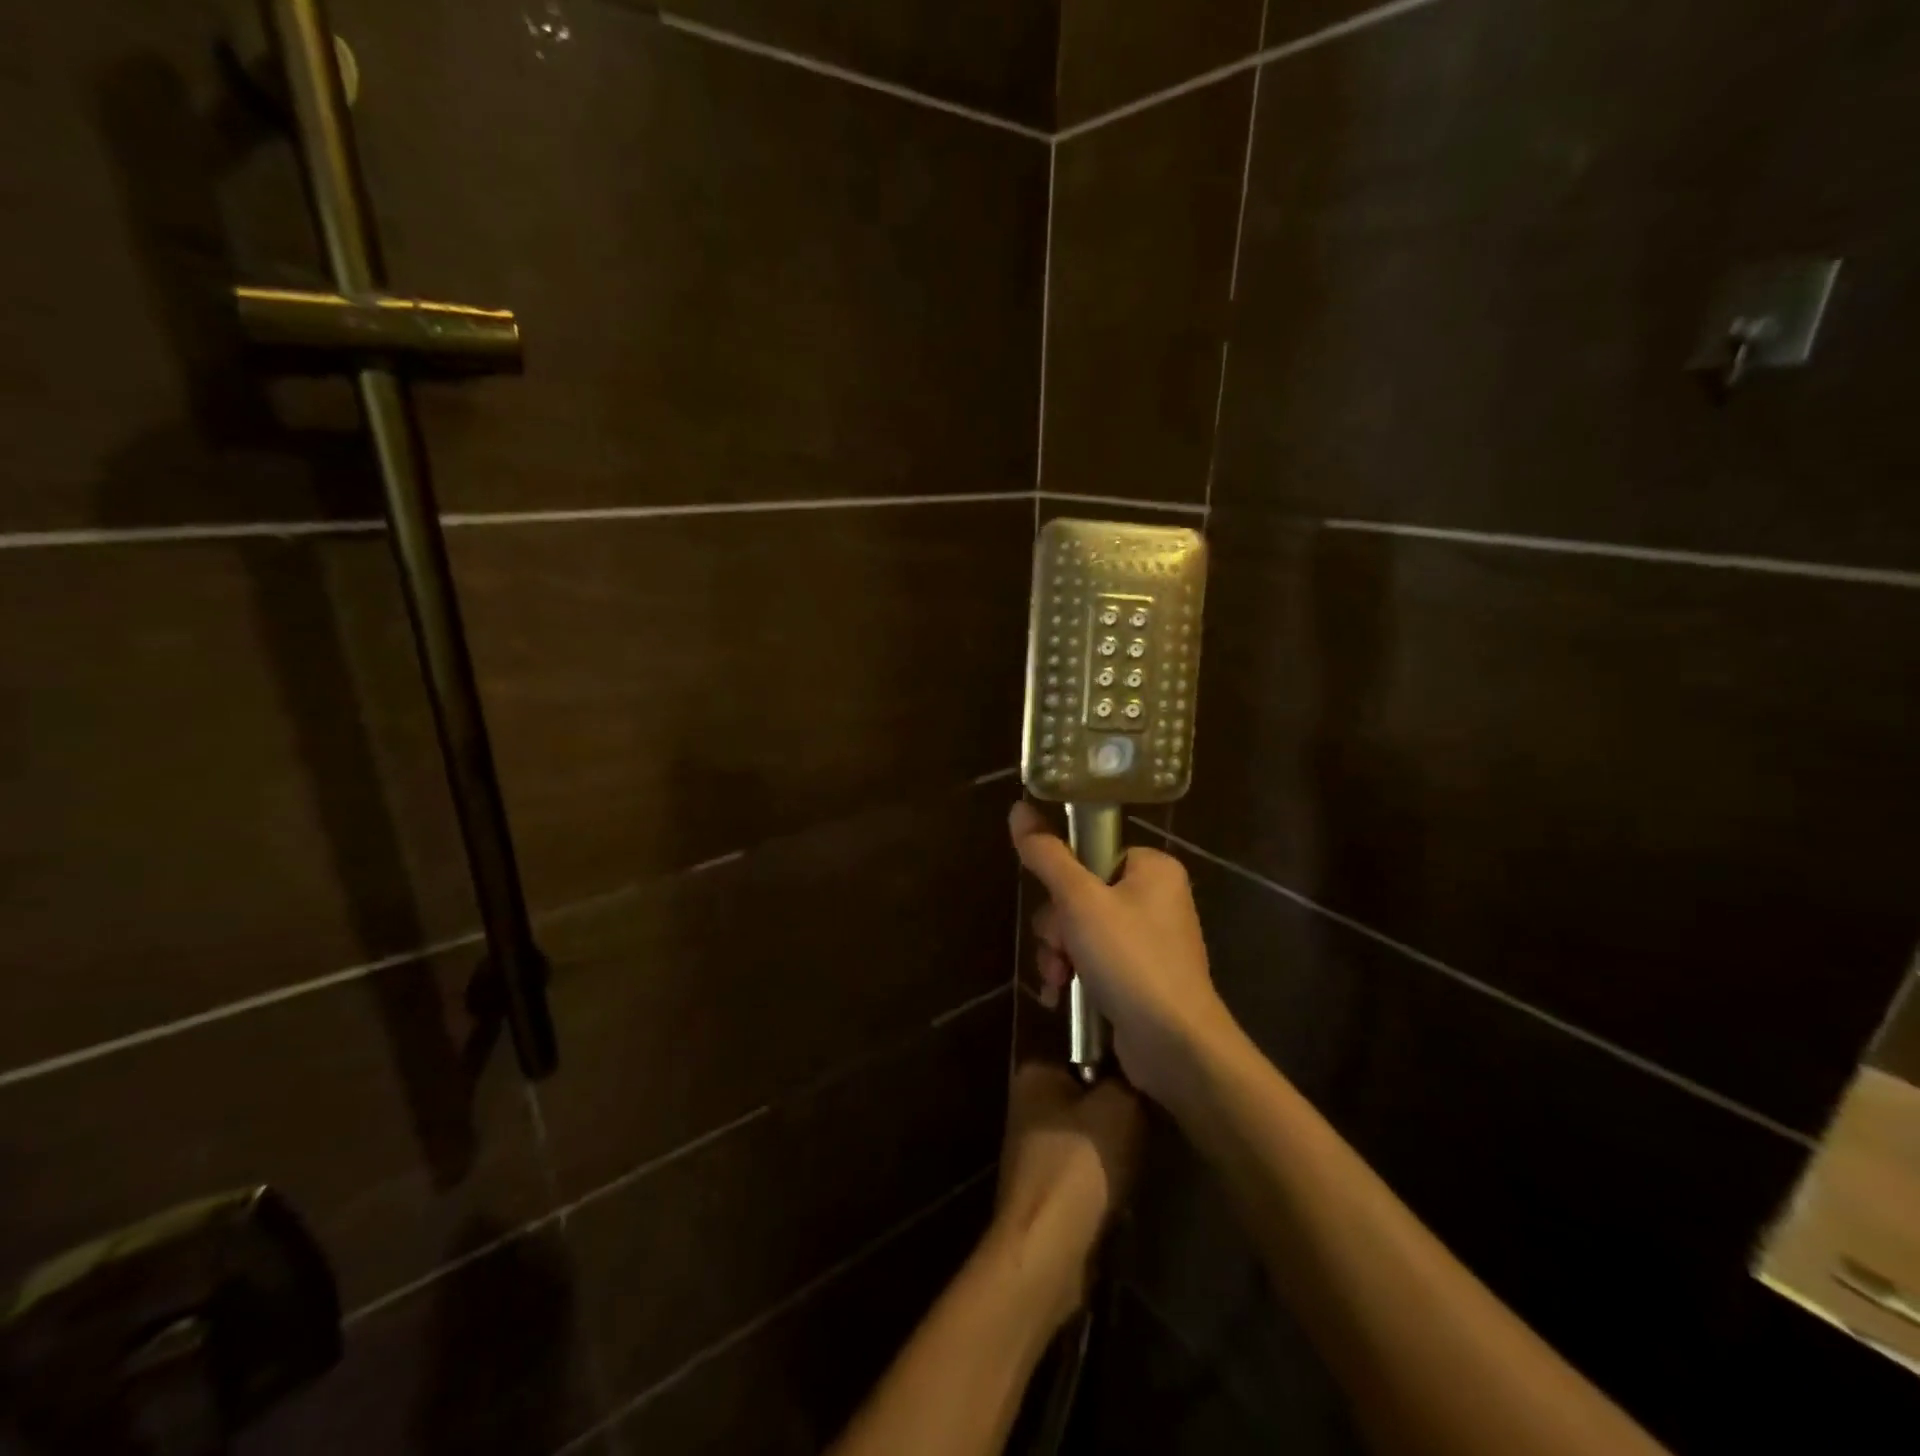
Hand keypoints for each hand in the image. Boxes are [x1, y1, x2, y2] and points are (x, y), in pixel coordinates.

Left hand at [990, 1063, 1140, 1331]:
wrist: (1049, 1250)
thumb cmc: (1080, 1162)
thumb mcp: (1120, 1105)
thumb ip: (1130, 1079)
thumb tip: (1138, 1069)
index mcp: (1035, 1071)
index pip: (1082, 1046)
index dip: (1118, 1055)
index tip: (1149, 1066)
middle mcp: (1028, 1103)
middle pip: (1088, 1090)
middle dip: (1120, 1103)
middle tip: (1156, 1109)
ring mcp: (1035, 1147)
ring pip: (1091, 1131)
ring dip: (1117, 1143)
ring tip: (1150, 1145)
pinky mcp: (1047, 1188)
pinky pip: (1087, 1167)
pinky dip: (1108, 1174)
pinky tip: (1131, 1180)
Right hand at [1010, 801, 1235, 1104]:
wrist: (1176, 1046)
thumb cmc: (1130, 960)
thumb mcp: (1080, 901)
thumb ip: (1047, 855)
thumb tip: (1019, 808)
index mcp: (1153, 868)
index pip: (1092, 852)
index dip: (1064, 880)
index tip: (1058, 906)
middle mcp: (1155, 898)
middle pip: (1080, 893)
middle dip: (1058, 927)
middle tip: (1060, 949)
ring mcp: (1149, 939)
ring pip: (1080, 929)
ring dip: (1059, 953)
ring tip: (1058, 980)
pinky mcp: (1140, 975)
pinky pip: (1094, 958)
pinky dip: (1074, 973)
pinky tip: (1060, 995)